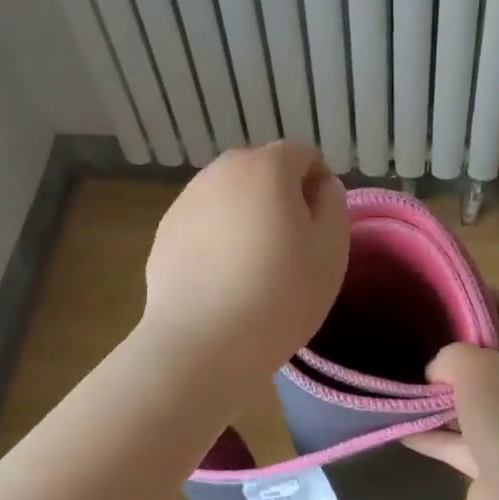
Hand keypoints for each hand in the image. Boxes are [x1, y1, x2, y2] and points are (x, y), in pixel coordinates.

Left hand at [139, 142, 349, 380]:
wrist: (202, 343)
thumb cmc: (279, 294)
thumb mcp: (331, 250)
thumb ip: (333, 204)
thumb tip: (321, 185)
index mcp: (266, 166)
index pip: (303, 156)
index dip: (318, 187)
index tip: (318, 230)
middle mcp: (221, 170)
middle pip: (263, 170)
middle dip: (280, 197)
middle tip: (289, 248)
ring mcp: (187, 199)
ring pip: (230, 195)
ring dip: (246, 215)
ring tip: (252, 267)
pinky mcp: (165, 230)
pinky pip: (204, 222)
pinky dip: (217, 237)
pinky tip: (221, 279)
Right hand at [406, 289, 498, 494]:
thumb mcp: (474, 365)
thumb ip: (451, 355)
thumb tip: (440, 375)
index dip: (491, 299)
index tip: (456, 290)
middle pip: (498, 361)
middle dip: (461, 351)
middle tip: (422, 335)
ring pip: (478, 404)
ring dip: (443, 397)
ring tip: (403, 379)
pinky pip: (463, 440)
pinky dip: (435, 434)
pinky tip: (399, 425)